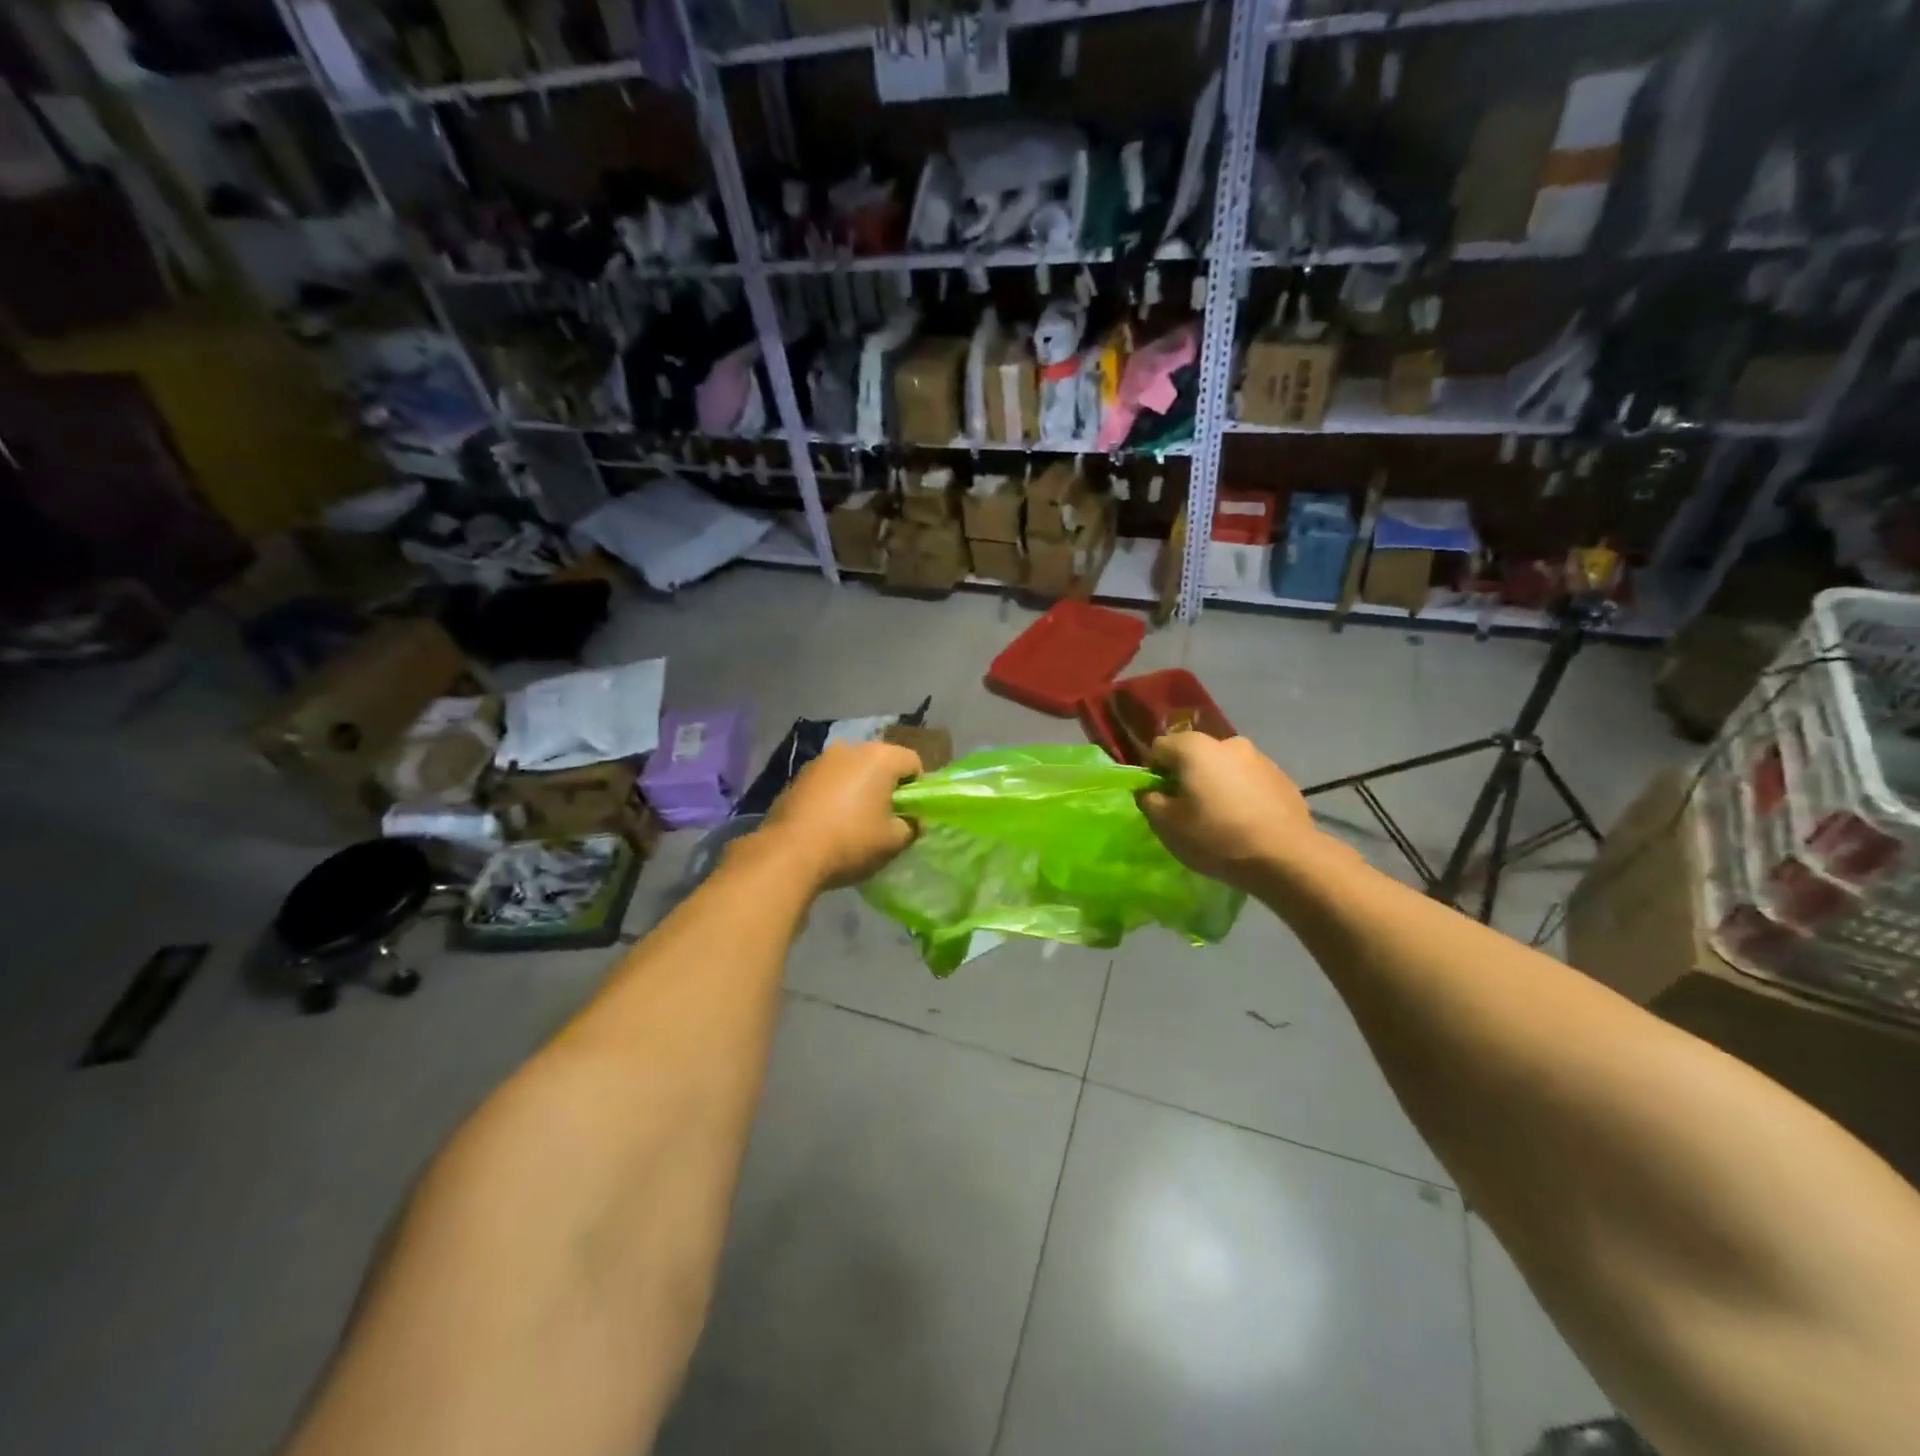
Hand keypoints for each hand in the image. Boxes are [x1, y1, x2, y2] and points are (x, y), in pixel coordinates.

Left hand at [755, 741, 922, 891]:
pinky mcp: (798, 775)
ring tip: (853, 821)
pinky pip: (829, 780)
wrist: (789, 853)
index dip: (917, 788)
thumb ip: (912, 826)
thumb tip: (912, 820)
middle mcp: (851, 748)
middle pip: (881, 762)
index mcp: (881, 757)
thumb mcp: (894, 842)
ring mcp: (821, 760)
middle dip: (886, 785)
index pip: (913, 762)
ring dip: (858, 788)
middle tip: (884, 818)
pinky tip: (828, 821)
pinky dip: (834, 794)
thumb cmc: (851, 842)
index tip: (909, 813)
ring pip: (852, 769)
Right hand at [1138, 733, 1328, 893]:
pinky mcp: (1282, 777)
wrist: (1285, 857)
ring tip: (1221, 819)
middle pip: (1194, 755)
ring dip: (1216, 784)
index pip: (1159, 748)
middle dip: (1187, 777)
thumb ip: (1149, 800)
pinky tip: (1246, 822)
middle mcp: (1227, 742)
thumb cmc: (1216, 837)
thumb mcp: (1166, 824)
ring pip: (1224, 767)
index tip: (1160, 800)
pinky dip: (1242, 794)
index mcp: (1194, 747)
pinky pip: (1249, 781)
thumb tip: (1149, 791)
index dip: (1154, 774)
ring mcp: (1259, 758)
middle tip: (1188, 811)